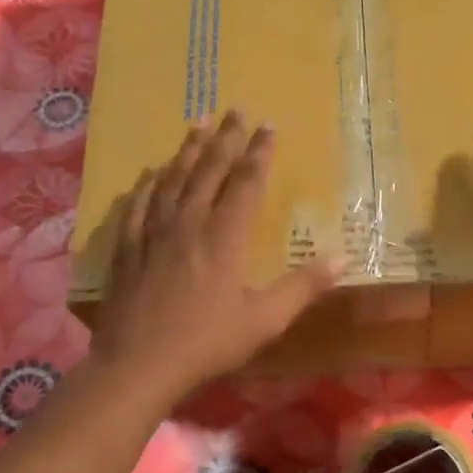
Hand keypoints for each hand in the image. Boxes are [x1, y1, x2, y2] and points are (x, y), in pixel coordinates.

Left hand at [90, 111, 341, 402]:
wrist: (138, 364)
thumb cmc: (207, 343)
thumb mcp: (265, 320)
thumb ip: (304, 287)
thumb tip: (344, 258)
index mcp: (225, 237)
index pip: (246, 182)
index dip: (259, 152)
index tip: (268, 125)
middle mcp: (189, 223)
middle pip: (208, 170)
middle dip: (225, 138)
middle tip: (235, 108)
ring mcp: (153, 233)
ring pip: (173, 179)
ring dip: (188, 150)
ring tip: (198, 124)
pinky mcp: (128, 248)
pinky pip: (138, 205)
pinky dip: (148, 184)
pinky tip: (151, 172)